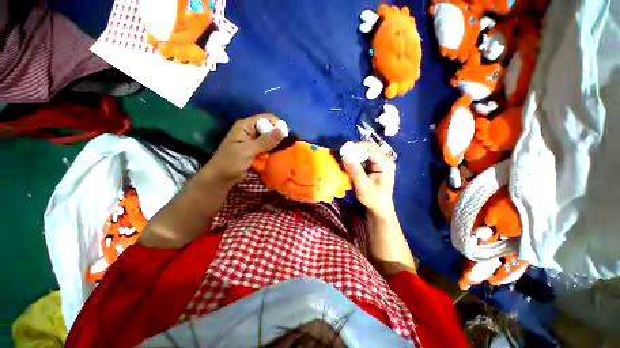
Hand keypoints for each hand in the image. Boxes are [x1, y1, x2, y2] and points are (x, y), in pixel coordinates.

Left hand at [203, 114, 284, 185]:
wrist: (220, 179)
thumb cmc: (230, 163)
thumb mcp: (247, 151)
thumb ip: (265, 141)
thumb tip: (282, 129)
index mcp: (246, 126)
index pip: (267, 118)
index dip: (277, 125)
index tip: (285, 138)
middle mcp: (251, 130)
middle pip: (269, 128)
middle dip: (278, 136)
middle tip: (286, 147)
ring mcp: (253, 141)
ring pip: (270, 139)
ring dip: (277, 145)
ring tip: (284, 152)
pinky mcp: (256, 150)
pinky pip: (268, 147)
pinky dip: (273, 151)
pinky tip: (278, 156)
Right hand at [343, 142, 395, 216]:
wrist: (379, 209)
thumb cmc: (373, 199)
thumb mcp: (362, 185)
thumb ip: (354, 170)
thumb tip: (344, 156)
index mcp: (385, 163)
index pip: (371, 148)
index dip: (357, 146)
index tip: (344, 150)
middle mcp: (384, 160)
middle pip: (368, 149)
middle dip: (354, 151)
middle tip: (342, 155)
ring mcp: (379, 163)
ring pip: (364, 154)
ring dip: (354, 156)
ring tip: (344, 160)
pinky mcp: (374, 167)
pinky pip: (363, 159)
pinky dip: (355, 161)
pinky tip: (349, 165)